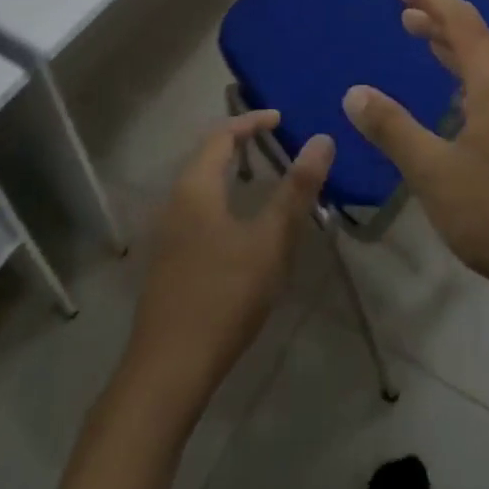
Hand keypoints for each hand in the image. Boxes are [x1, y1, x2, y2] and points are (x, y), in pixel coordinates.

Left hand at [125, 113, 332, 412]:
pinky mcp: (168, 260)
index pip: (222, 135)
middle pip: (206, 157)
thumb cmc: (224, 296)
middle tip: (276, 141)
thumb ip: (296, 189)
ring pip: (200, 186)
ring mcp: (167, 234)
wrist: (168, 370)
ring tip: (265, 177)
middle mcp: (175, 202)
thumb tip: (322, 139)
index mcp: (196, 188)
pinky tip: (242, 225)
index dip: (251, 121)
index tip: (281, 118)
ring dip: (231, 173)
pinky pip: (197, 210)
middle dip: (240, 143)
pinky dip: (222, 199)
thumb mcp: (271, 241)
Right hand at [341, 0, 488, 312]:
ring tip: (422, 42)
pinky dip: (465, 80)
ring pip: (486, 68)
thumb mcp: (434, 171)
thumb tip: (355, 93)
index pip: (461, 22)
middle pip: (476, 40)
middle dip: (439, 21)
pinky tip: (453, 102)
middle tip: (403, 14)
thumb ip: (394, 129)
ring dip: (453, 50)